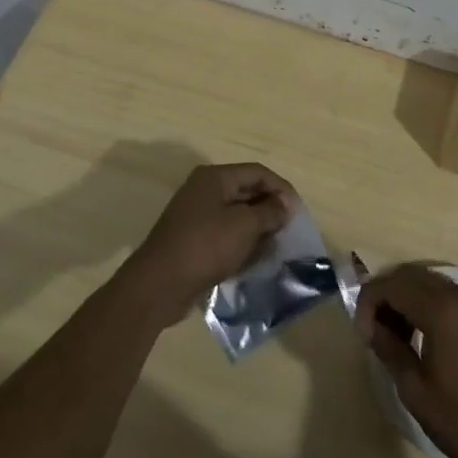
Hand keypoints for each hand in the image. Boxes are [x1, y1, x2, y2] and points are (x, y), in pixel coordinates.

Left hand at [121, 162, 294, 326]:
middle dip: (269, 210)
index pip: (257, 173)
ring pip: (236, 216)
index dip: (281, 188)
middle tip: (289, 230)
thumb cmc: (205, 246)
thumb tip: (285, 204)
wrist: (159, 285)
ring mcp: (196, 216)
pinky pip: (225, 235)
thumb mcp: (243, 226)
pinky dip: (241, 244)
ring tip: (276, 247)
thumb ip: (269, 212)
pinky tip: (255, 260)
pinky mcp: (193, 241)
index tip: (298, 212)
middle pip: (246, 192)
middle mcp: (204, 191)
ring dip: (257, 229)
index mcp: (214, 177)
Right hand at [355, 264, 457, 457]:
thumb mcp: (416, 391)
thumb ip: (389, 349)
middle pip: (412, 276)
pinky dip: (432, 305)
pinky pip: (453, 296)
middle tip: (376, 330)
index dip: (369, 302)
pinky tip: (429, 338)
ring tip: (399, 336)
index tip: (362, 333)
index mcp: (441, 309)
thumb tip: (372, 326)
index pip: (392, 285)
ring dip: (409, 299)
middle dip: (387, 295)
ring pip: (432, 283)